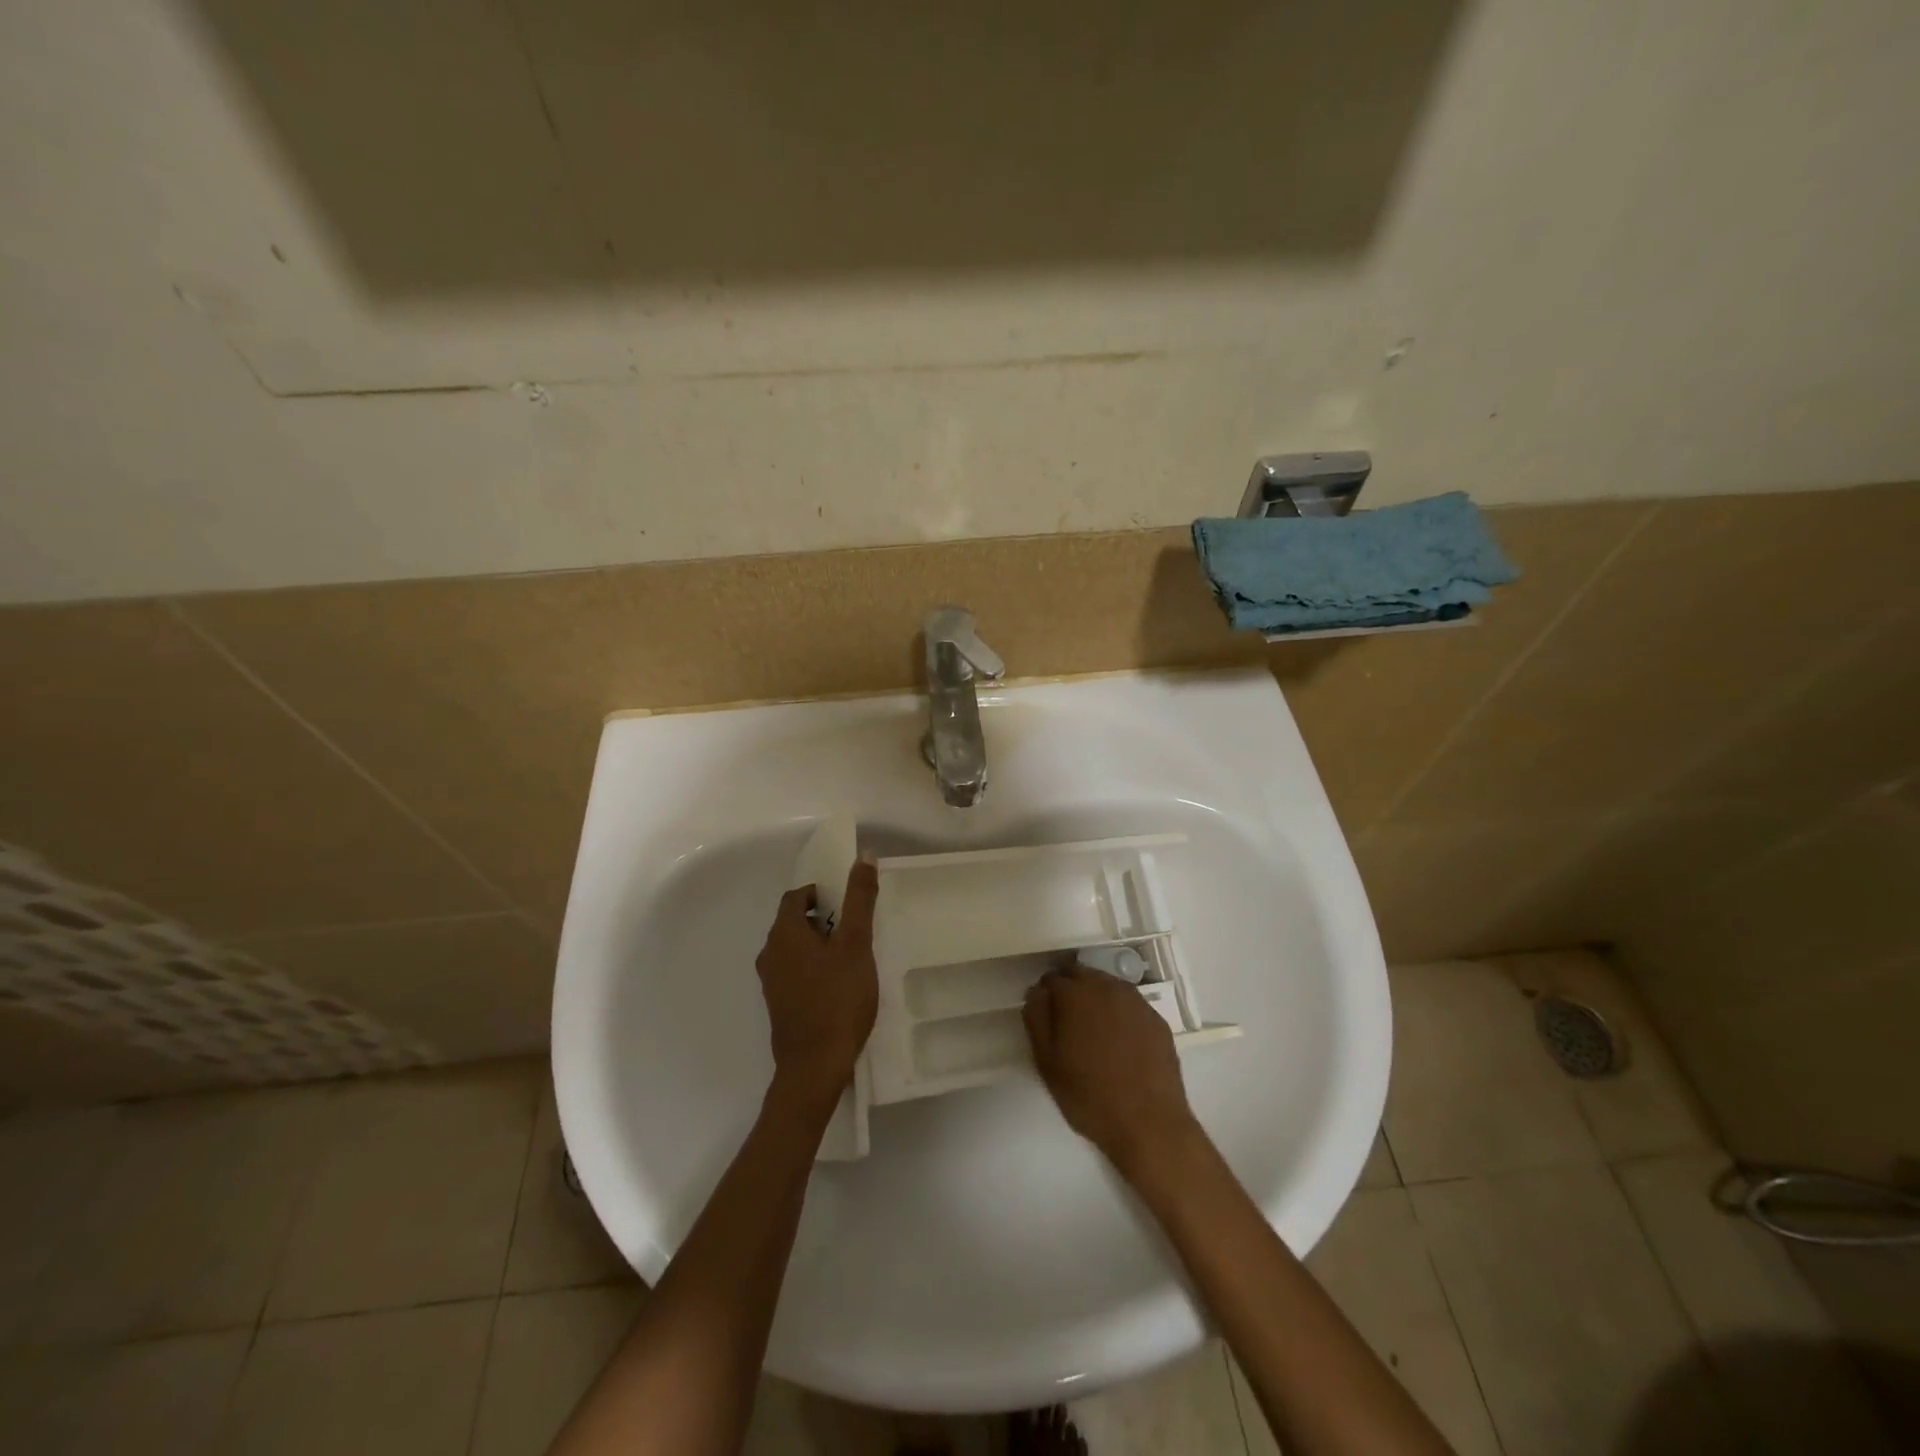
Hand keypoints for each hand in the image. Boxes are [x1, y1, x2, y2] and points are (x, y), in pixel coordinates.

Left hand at [756, 859, 879, 1112]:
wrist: (815, 1066)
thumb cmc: (838, 999)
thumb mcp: (856, 944)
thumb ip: (859, 899)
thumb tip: (863, 855)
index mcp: (784, 933)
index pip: (797, 897)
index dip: (822, 894)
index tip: (848, 904)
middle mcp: (770, 953)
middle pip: (794, 922)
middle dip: (823, 919)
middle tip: (855, 930)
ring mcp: (771, 982)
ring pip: (794, 949)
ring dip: (819, 945)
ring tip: (851, 957)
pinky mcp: (779, 1005)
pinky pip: (795, 972)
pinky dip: (813, 968)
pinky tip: (838, 985)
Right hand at [1024, 965, 1198, 1172]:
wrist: (1149, 1123)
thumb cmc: (1089, 1096)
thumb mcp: (1047, 1063)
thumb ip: (1037, 1020)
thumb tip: (1037, 993)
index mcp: (1075, 995)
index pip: (1052, 978)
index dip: (1045, 995)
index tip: (1046, 1017)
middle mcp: (1106, 987)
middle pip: (1081, 975)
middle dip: (1070, 990)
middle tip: (1067, 1022)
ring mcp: (1135, 1001)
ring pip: (1107, 986)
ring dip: (1096, 998)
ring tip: (1094, 1031)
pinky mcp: (1155, 1018)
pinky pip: (1129, 1004)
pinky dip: (1119, 1012)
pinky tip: (1120, 1041)